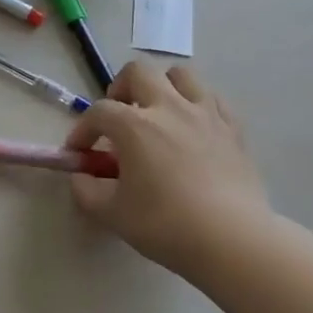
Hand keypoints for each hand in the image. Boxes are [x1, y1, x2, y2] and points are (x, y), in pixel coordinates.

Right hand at [64, 62, 272, 278]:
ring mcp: (205, 114)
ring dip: (162, 87)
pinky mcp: (234, 129)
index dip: (82, 130)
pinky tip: (192, 128)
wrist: (233, 241)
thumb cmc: (166, 225)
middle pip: (138, 72)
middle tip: (119, 117)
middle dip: (120, 89)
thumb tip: (80, 176)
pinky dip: (197, 105)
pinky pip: (213, 99)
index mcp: (134, 125)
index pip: (98, 112)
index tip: (79, 153)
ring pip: (180, 75)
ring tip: (157, 114)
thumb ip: (86, 190)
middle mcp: (168, 107)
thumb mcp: (112, 213)